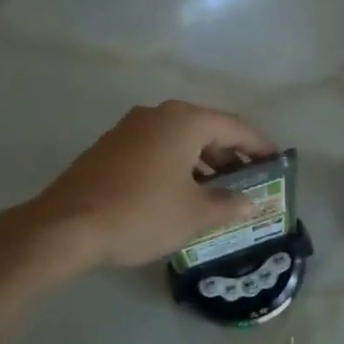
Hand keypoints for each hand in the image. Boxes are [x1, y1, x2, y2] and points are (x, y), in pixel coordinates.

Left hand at [15, 100, 276, 269]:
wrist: (66, 227)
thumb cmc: (142, 213)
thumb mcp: (195, 214)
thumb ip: (228, 204)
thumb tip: (250, 202)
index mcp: (184, 121)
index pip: (235, 127)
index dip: (259, 147)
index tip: (277, 164)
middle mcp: (157, 115)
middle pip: (207, 131)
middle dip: (230, 158)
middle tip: (249, 185)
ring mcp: (129, 130)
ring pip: (180, 142)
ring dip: (203, 166)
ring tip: (219, 197)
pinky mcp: (110, 149)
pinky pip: (156, 152)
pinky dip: (177, 169)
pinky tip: (181, 197)